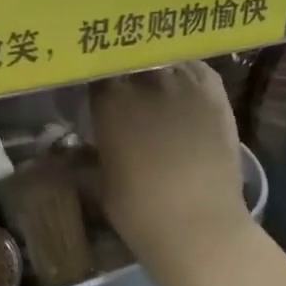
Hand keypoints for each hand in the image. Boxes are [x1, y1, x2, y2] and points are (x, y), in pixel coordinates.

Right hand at [90, 63, 253, 275]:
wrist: (199, 225)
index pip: (97, 73)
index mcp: (111, 102)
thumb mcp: (100, 182)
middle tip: (125, 91)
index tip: (93, 93)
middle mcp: (147, 82)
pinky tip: (184, 84)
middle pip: (131, 62)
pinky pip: (199, 69)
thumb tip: (69, 150)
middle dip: (126, 73)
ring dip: (156, 69)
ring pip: (165, 60)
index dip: (96, 81)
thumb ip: (86, 156)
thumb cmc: (139, 211)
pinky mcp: (216, 96)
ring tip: (155, 84)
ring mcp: (185, 85)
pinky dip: (188, 72)